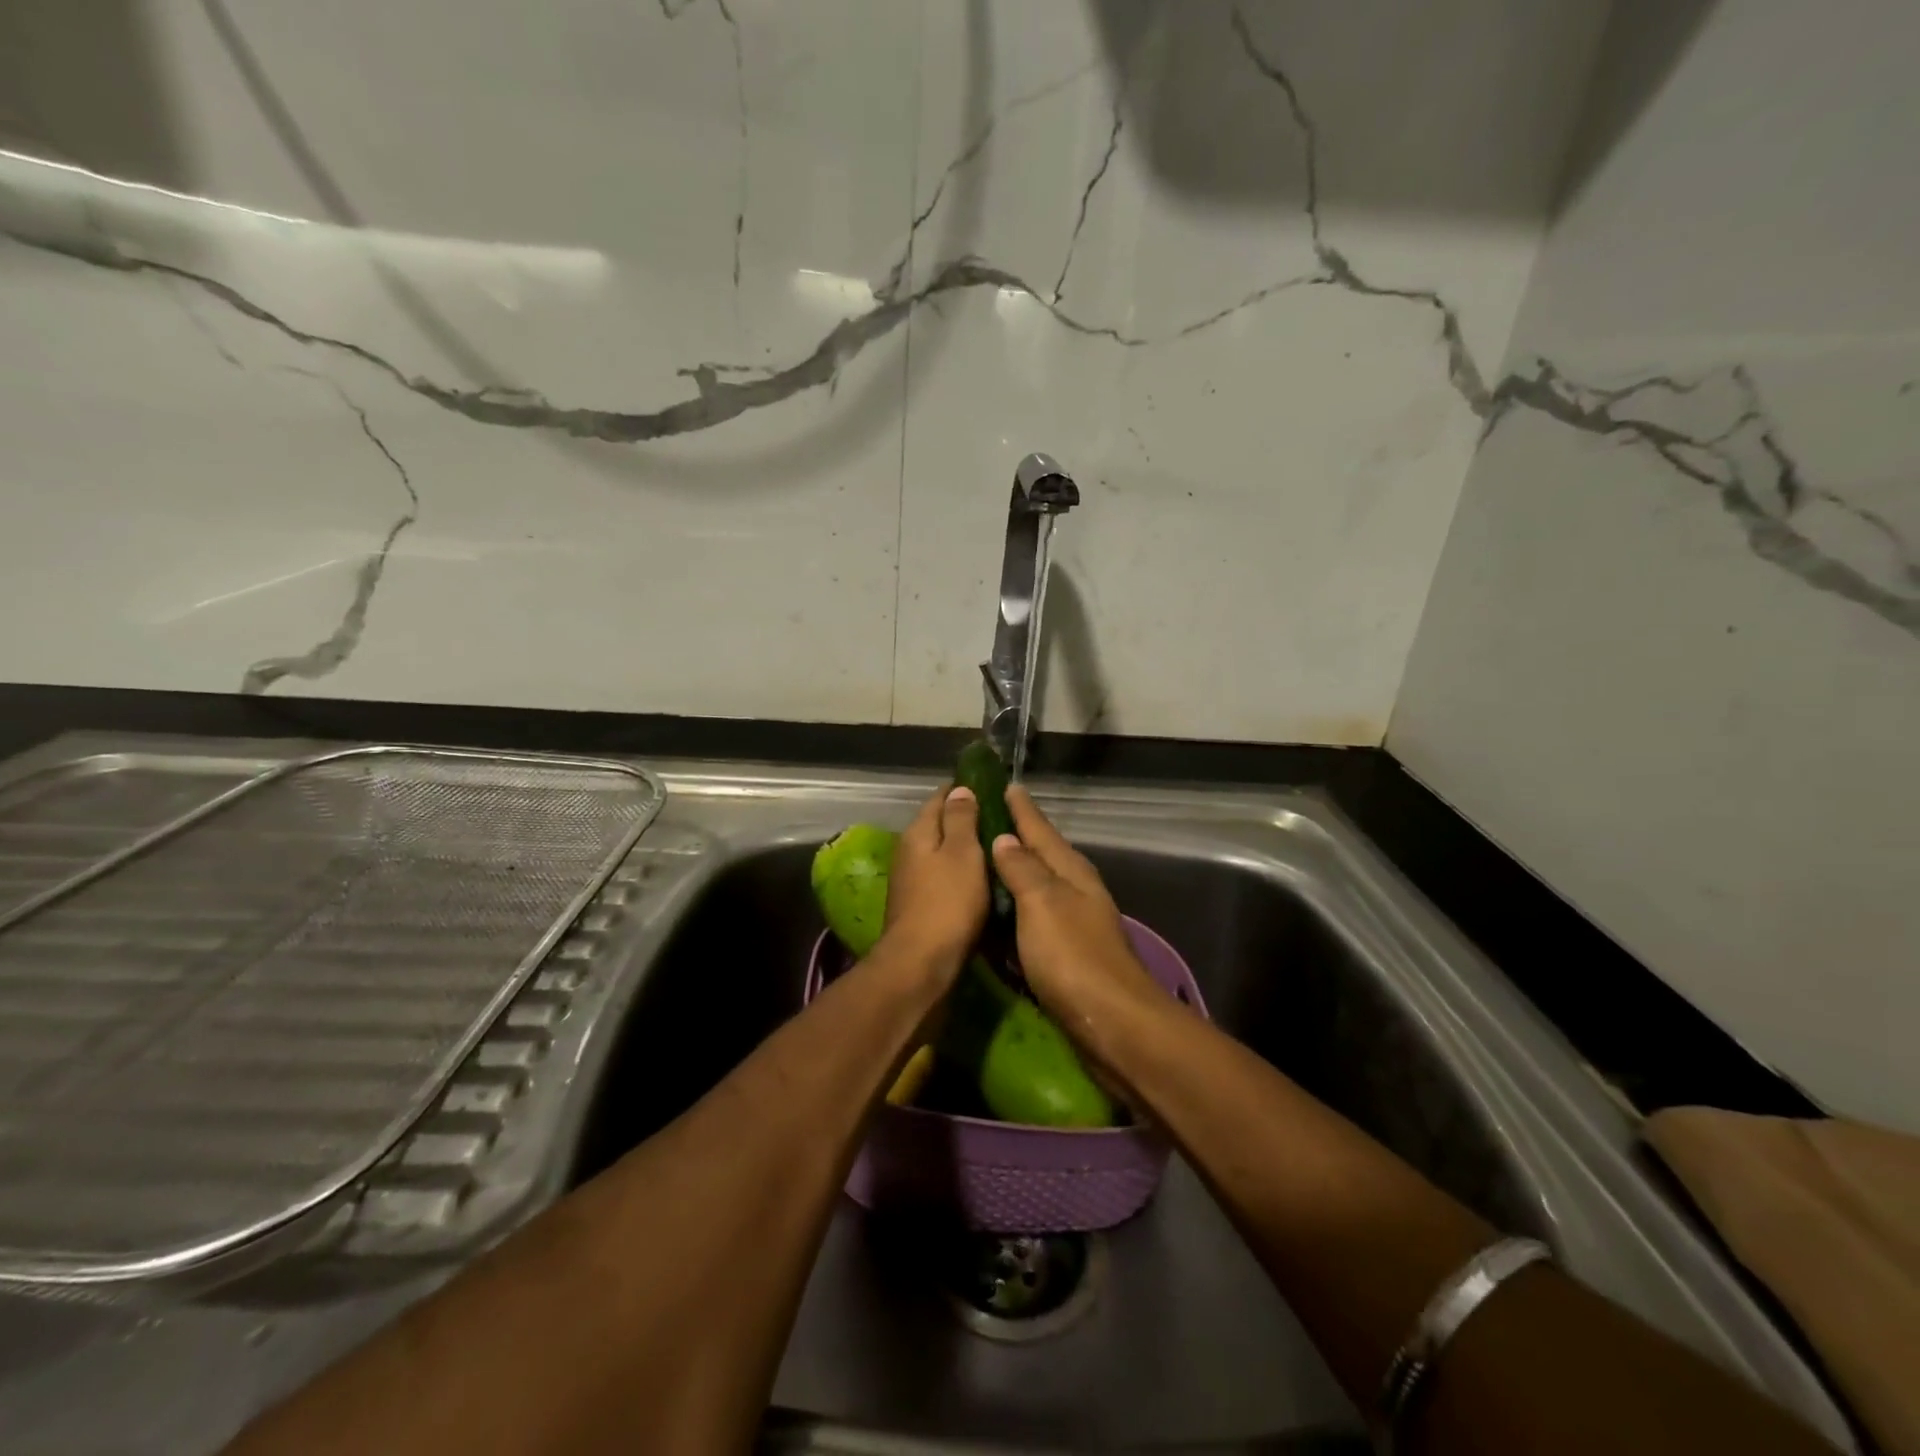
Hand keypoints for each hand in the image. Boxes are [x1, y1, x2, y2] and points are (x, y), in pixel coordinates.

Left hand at [881, 785, 988, 971]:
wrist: (921, 963)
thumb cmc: (947, 903)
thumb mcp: (962, 853)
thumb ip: (961, 819)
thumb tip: (959, 789)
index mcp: (919, 832)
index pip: (941, 797)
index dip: (964, 789)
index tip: (992, 787)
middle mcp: (909, 851)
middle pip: (940, 825)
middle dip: (967, 819)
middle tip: (1003, 819)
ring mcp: (912, 880)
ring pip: (942, 853)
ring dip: (966, 849)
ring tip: (999, 848)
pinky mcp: (919, 905)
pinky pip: (944, 878)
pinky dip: (962, 874)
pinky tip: (983, 880)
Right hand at [989, 788, 1167, 1049]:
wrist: (1114, 1024)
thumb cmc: (1073, 957)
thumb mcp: (1043, 904)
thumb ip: (1023, 870)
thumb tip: (1005, 839)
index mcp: (1071, 872)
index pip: (1041, 830)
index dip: (1023, 809)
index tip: (1007, 785)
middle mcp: (1075, 891)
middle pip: (1043, 855)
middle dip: (1019, 837)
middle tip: (989, 818)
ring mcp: (1074, 924)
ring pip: (1040, 887)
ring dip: (1017, 872)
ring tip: (989, 859)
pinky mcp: (1068, 954)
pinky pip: (1035, 920)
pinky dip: (1017, 910)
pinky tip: (1002, 914)